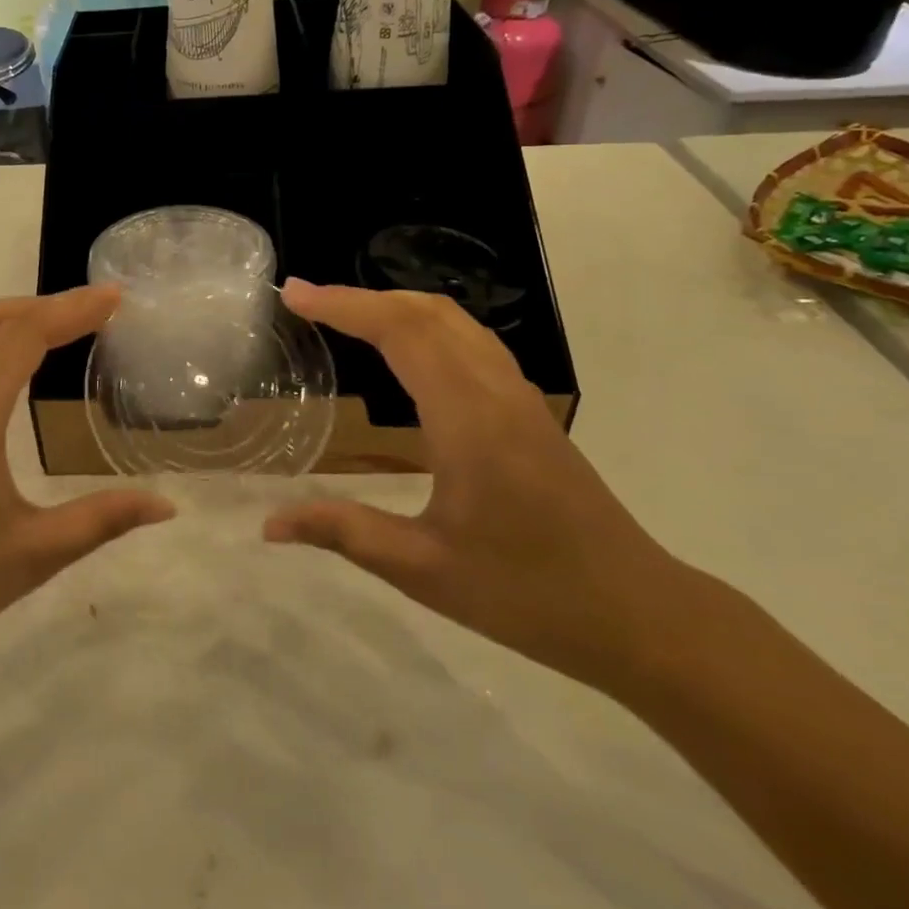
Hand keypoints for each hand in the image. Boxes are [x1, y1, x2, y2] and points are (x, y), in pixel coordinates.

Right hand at [265, 280, 687, 688]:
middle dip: (362, 297)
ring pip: (455, 320)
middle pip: (426, 311)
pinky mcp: (530, 411)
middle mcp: (495, 391)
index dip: (343, 305)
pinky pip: (472, 341)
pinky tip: (408, 351)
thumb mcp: (424, 570)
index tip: (294, 294)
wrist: (638, 613)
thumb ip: (344, 533)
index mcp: (467, 419)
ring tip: (347, 315)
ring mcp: (519, 397)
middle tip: (308, 301)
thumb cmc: (527, 594)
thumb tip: (270, 523)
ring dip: (396, 305)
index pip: (399, 332)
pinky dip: (427, 324)